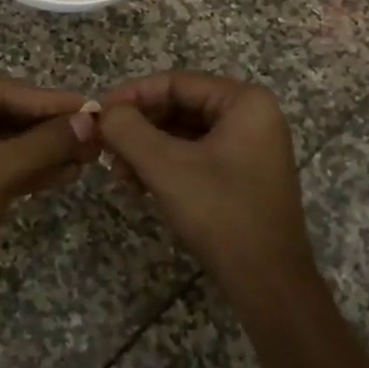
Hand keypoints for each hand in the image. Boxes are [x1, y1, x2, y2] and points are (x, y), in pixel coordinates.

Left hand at [0, 78, 99, 297]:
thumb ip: (42, 144)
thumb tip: (89, 122)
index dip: (46, 100)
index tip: (88, 105)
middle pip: (2, 114)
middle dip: (48, 126)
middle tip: (94, 131)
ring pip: (4, 142)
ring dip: (45, 149)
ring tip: (90, 153)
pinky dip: (31, 169)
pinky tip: (68, 172)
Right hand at [97, 72, 316, 302]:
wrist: (269, 284)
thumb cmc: (220, 213)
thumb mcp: (166, 167)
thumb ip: (128, 130)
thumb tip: (103, 112)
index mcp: (245, 102)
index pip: (176, 82)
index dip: (132, 95)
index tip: (98, 114)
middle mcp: (253, 116)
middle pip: (180, 106)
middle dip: (139, 127)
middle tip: (106, 147)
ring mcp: (251, 146)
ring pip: (185, 132)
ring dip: (148, 148)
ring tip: (119, 173)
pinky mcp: (244, 174)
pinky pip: (197, 154)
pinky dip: (166, 164)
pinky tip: (139, 184)